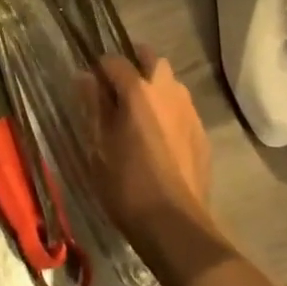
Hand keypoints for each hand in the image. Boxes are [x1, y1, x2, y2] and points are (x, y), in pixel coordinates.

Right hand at [83, 49, 215, 262]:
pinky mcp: (202, 134)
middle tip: (117, 90)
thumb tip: (84, 76)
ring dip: (154, 87)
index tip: (90, 86)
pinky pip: (182, 109)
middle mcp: (168, 91)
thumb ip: (92, 105)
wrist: (174, 224)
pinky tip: (159, 137)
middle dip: (134, 65)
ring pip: (171, 84)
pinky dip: (169, 112)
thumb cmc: (126, 183)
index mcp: (138, 90)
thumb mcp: (98, 144)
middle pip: (151, 61)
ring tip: (138, 114)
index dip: (99, 69)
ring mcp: (189, 112)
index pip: (114, 61)